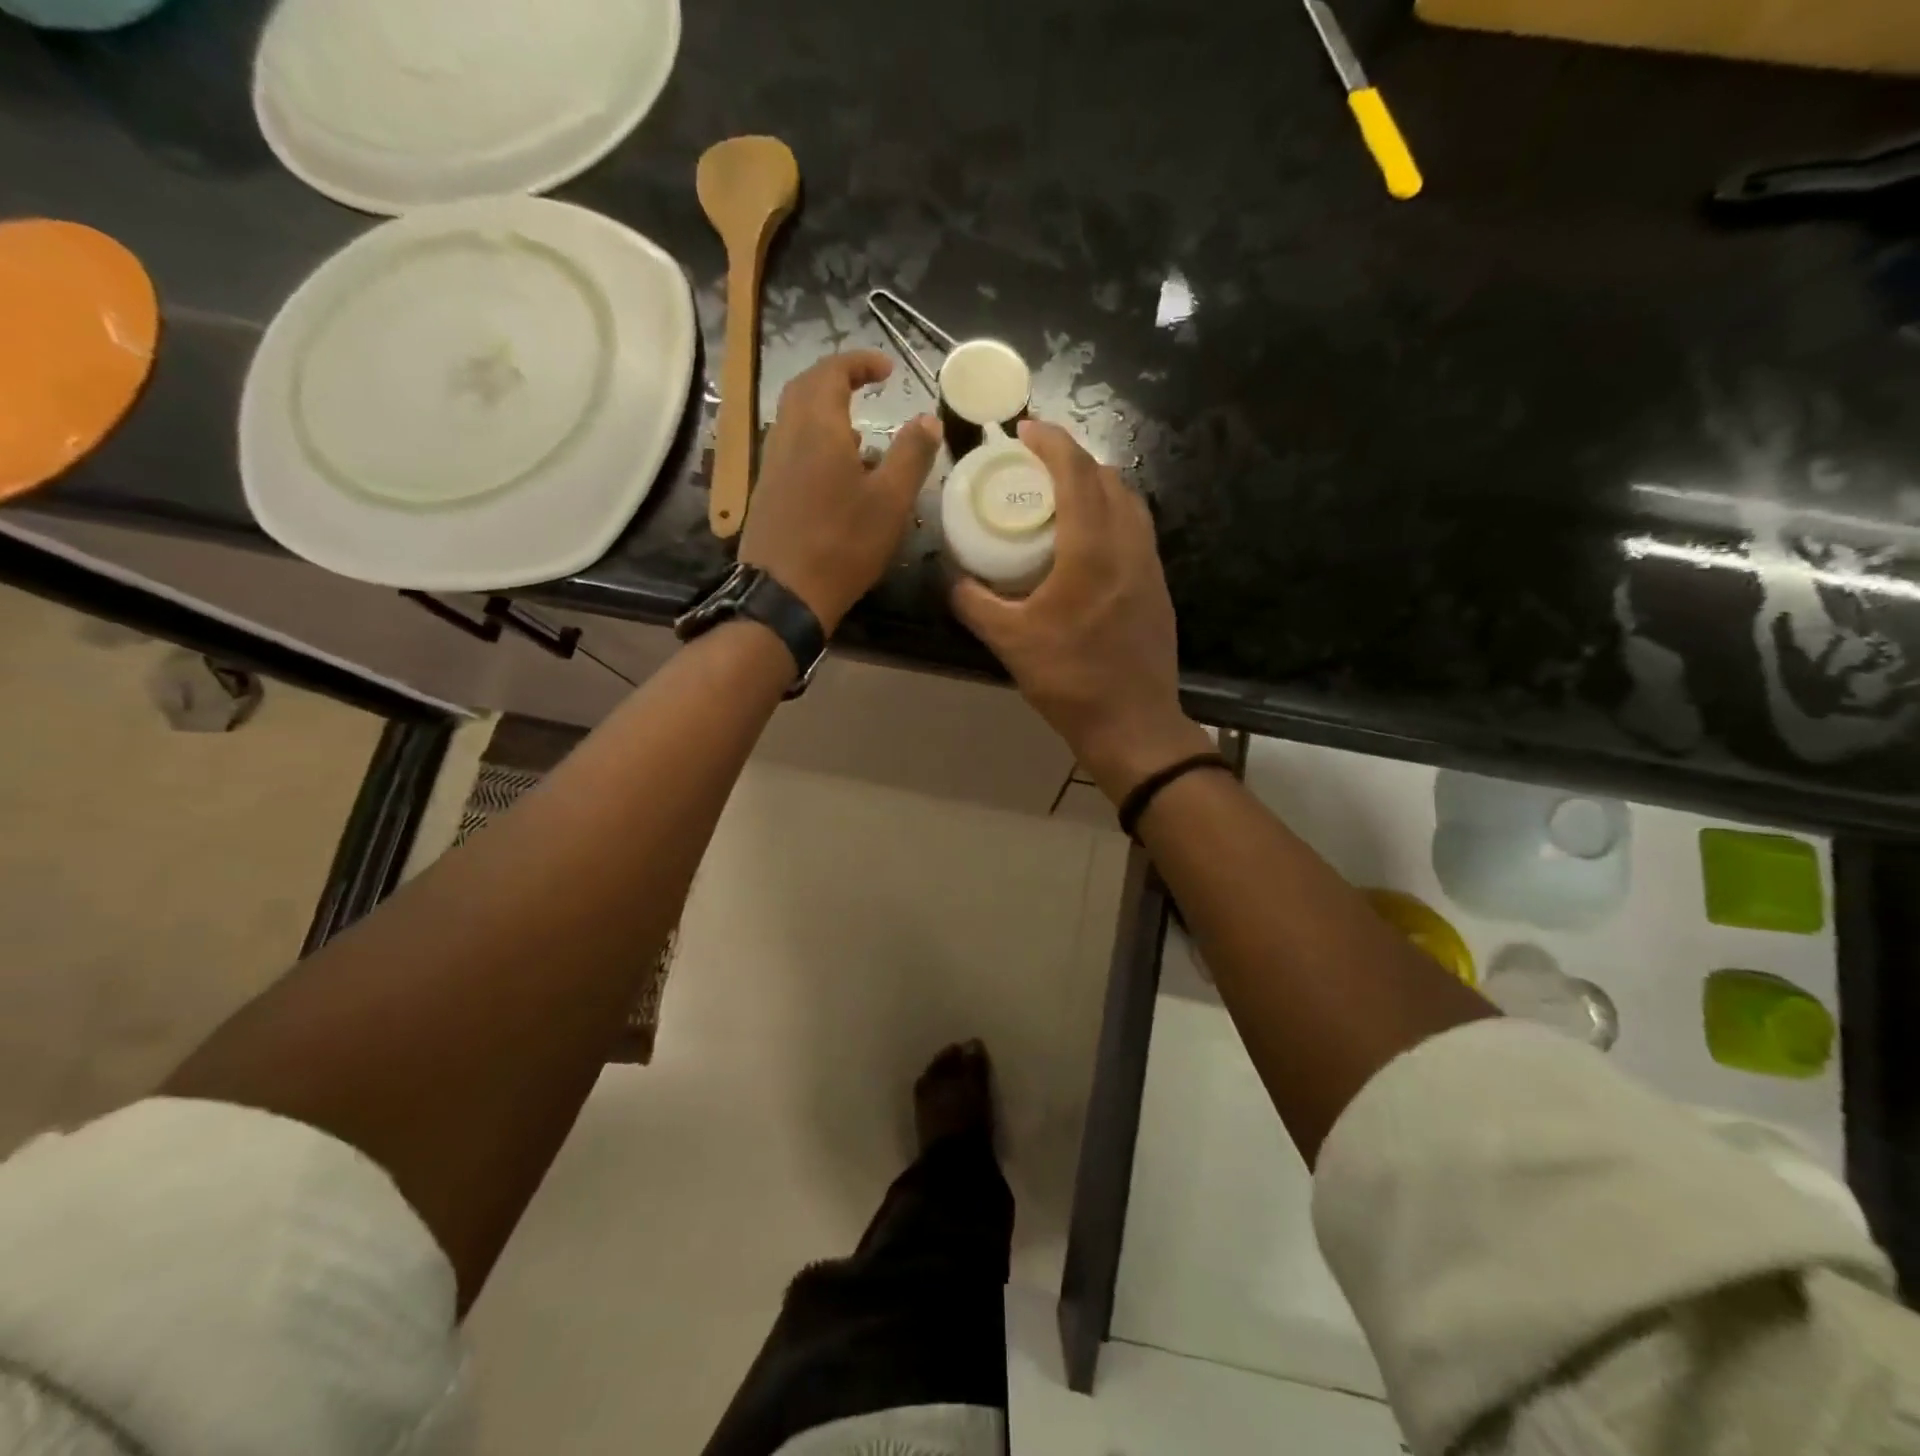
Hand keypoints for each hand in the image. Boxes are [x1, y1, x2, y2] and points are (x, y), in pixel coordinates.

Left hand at [739, 351, 939, 632]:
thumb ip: (911, 455)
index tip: (887, 368)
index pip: (833, 372)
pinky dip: (816, 442)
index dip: (860, 363)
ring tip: (863, 435)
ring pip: (796, 419)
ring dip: (826, 412)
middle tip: (867, 386)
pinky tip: (839, 473)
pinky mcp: (767, 491)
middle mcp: (787, 435)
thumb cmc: (843, 543)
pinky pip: (792, 448)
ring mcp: (772, 463)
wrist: (784, 593)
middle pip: (806, 387)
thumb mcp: (890, 500)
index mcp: (818, 426)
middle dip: (837, 379)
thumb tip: (928, 420)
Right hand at [950, 422, 1212, 798]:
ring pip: (1129, 502)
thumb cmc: (1070, 681)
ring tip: (1062, 493)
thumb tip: (952, 579)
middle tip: (1036, 462)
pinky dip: (1111, 513)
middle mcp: (1128, 545)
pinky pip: (1136, 529)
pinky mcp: (1158, 586)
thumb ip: (974, 603)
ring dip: (1096, 484)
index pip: (1076, 473)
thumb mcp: (1009, 642)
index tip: (1025, 430)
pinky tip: (1088, 538)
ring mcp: (1150, 565)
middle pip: (1107, 478)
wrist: (1132, 723)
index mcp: (1091, 550)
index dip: (1051, 442)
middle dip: (1073, 457)